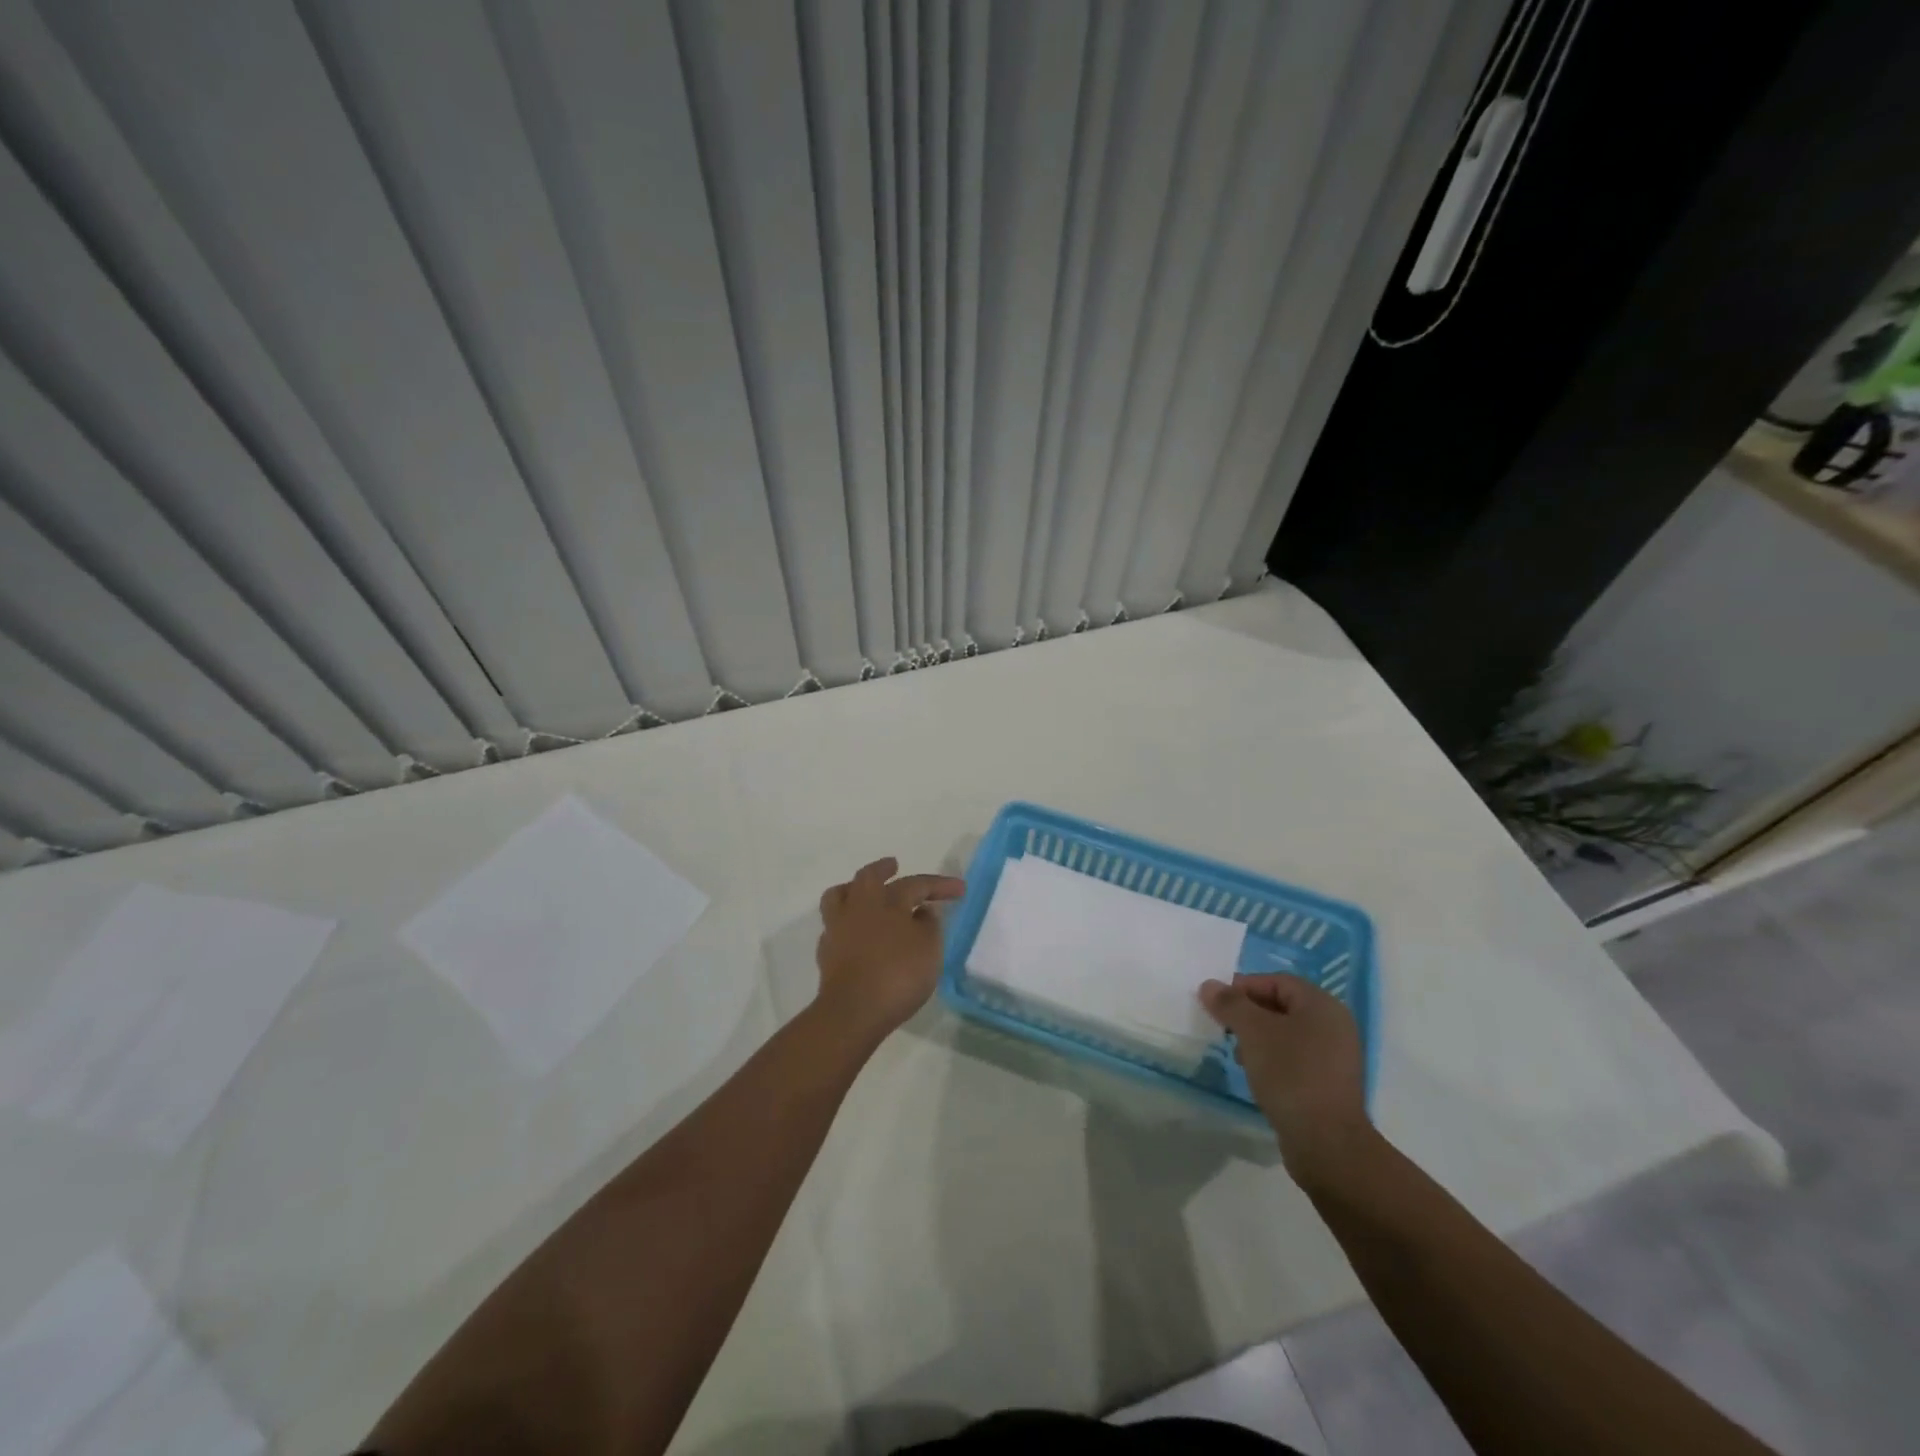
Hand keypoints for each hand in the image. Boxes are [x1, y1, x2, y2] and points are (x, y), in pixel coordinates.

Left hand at [815, 857, 965, 1039]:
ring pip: (840, 896)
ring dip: (853, 889)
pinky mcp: (826, 952)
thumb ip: (929, 926)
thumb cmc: (897, 976)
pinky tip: (856, 931)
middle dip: (883, 869)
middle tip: (894, 865)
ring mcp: (838, 928)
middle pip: (868, 877)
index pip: (916, 884)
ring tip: (864, 892)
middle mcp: (859, 907)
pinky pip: (835, 925)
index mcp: (887, 902)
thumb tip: (923, 911)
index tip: (960, 890)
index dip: (939, 885)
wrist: (852, 1011)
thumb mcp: (929, 950)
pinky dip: (847, 921)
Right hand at [1199, 973, 1375, 1189]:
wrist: (1326, 1143)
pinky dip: (1273, 1060)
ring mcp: (1335, 1058)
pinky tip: (1256, 1076)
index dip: (1244, 987)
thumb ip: (1230, 1004)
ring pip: (1287, 1034)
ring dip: (1258, 1038)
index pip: (1277, 981)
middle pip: (1282, 1006)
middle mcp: (1334, 1026)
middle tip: (1224, 1028)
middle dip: (1249, 1014)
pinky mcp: (1329, 1085)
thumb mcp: (1253, 1032)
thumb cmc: (1290, 1074)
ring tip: (1238, 1055)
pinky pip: (1296, 1059)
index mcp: (1322, 1006)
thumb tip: (1209, 985)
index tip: (1218, 1004)